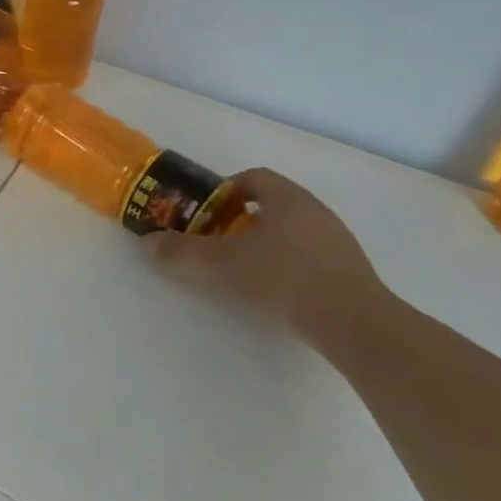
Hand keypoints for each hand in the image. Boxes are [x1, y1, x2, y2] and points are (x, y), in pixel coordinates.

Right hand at [147, 168, 382, 343]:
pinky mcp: (351, 269)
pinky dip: (290, 262)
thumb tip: (147, 242)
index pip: (255, 177)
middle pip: (275, 203)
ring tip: (246, 267)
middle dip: (244, 218)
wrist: (353, 322)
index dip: (228, 189)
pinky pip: (312, 254)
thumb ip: (182, 252)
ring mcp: (338, 240)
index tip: (209, 210)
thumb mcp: (221, 265)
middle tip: (220, 239)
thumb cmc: (281, 278)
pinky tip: (277, 289)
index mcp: (286, 198)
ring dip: (269, 241)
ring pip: (295, 229)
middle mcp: (315, 210)